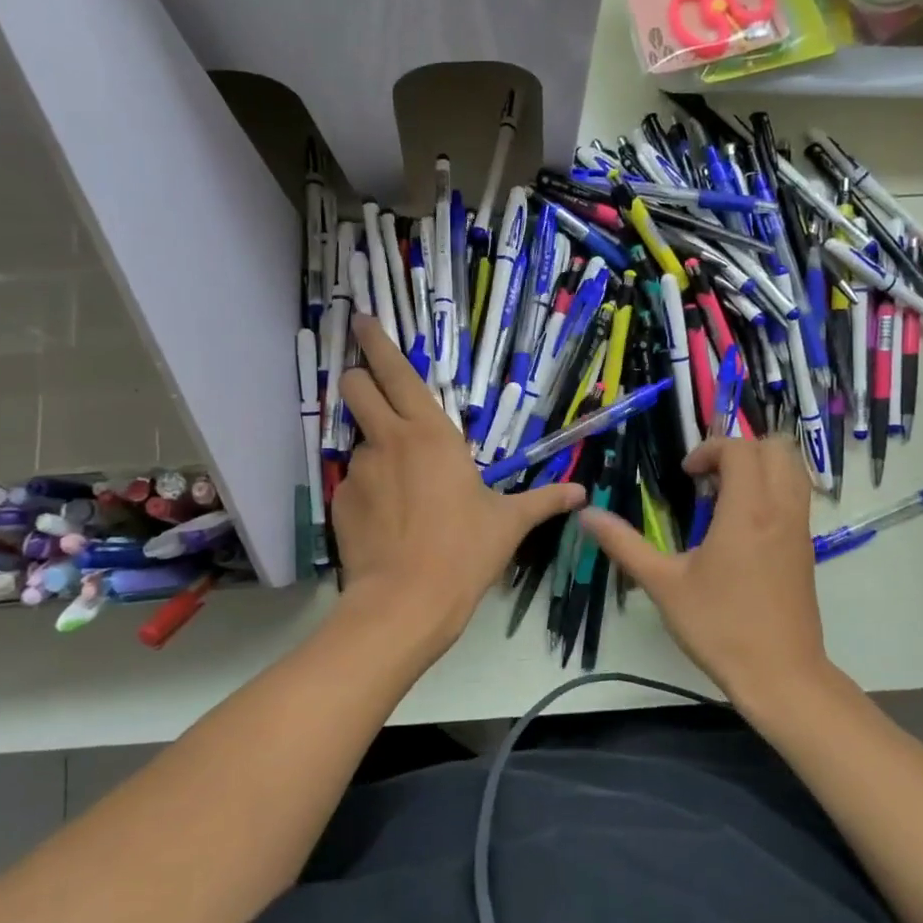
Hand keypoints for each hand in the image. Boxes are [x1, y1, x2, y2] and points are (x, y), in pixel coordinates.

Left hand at [333, 316, 583, 660]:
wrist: (406, 602)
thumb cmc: (464, 552)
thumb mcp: (508, 523)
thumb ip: (543, 501)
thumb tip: (582, 493)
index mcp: (431, 433)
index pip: (396, 372)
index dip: (377, 342)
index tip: (362, 319)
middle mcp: (389, 440)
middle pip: (355, 386)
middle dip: (358, 378)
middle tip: (370, 390)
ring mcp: (359, 469)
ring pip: (358, 438)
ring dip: (375, 448)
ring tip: (398, 489)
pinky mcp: (340, 500)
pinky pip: (354, 482)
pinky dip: (368, 491)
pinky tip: (386, 521)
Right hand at [579, 436, 829, 705]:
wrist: (780, 675)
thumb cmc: (719, 627)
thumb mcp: (663, 584)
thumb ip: (624, 544)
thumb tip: (587, 515)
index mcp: (747, 511)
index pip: (740, 449)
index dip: (710, 450)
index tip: (686, 476)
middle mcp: (781, 509)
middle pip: (776, 448)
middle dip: (739, 450)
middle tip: (708, 478)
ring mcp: (800, 529)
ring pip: (793, 470)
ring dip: (760, 467)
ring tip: (725, 496)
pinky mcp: (806, 548)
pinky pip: (797, 497)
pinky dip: (772, 490)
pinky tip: (741, 526)